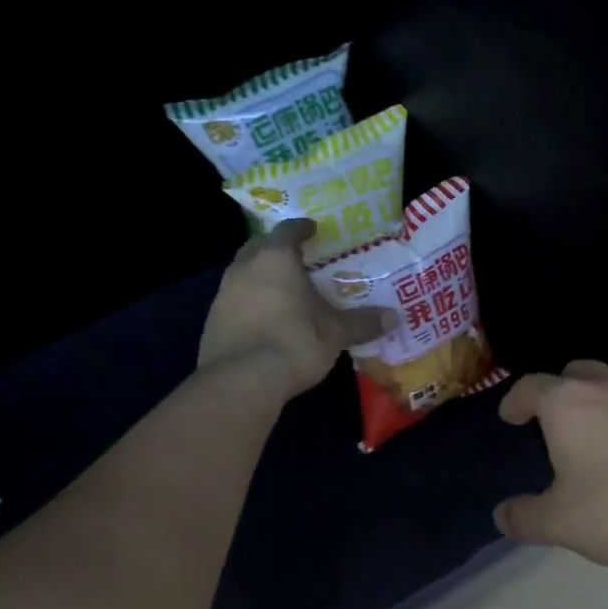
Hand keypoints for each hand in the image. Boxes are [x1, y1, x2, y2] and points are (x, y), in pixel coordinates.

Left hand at [197, 220, 393, 396]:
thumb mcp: (336, 333)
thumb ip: (362, 322)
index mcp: (276, 258)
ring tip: (283, 288)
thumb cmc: (295, 342)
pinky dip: (250, 301)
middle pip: (259, 247)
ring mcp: (223, 294)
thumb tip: (394, 317)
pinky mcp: (213, 320)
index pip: (288, 231)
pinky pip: (235, 300)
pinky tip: (265, 317)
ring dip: (261, 275)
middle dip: (276, 249)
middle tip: (297, 257)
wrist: (242, 380)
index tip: (313, 229)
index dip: (302, 228)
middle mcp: (245, 268)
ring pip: (243, 273)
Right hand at [494, 360, 607, 569]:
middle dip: (561, 390)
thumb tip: (502, 515)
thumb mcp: (564, 524)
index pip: (531, 387)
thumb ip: (527, 518)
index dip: (516, 400)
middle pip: (578, 373)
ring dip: (606, 406)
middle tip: (556, 418)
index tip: (510, 415)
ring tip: (606, 441)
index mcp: (570, 405)